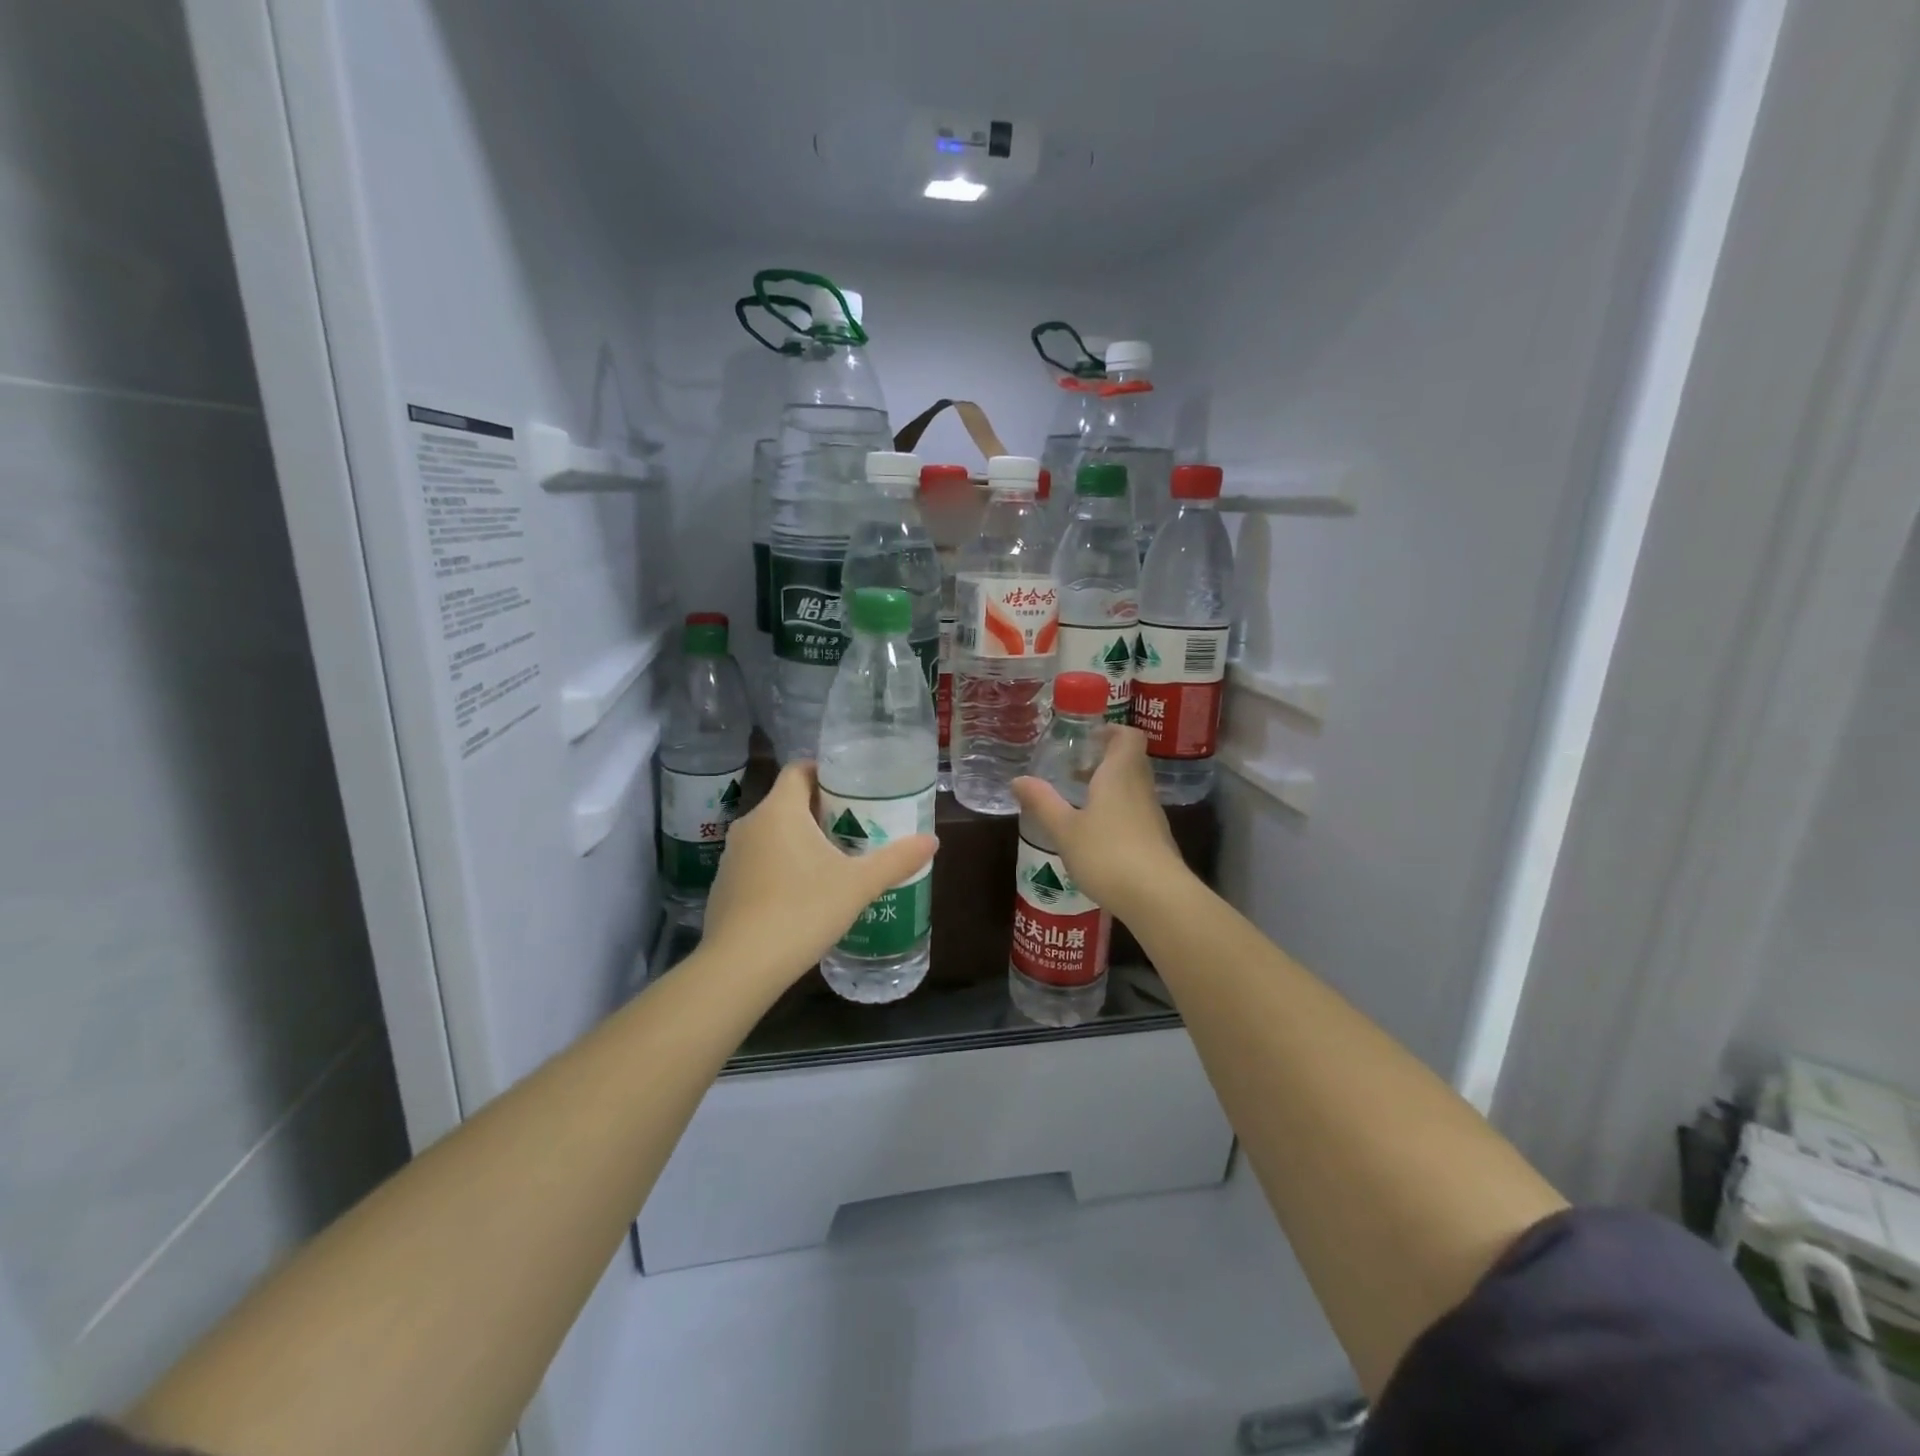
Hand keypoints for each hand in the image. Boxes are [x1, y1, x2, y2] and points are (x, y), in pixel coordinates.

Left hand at [700, 762, 937, 987]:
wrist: (739, 967)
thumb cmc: (802, 911)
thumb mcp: (858, 885)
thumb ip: (896, 860)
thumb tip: (932, 840)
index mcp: (780, 811)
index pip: (799, 769)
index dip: (825, 772)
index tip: (852, 787)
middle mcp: (750, 825)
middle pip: (787, 802)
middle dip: (820, 810)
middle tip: (854, 827)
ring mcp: (732, 856)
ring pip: (772, 834)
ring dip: (799, 841)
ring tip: (832, 862)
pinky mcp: (723, 886)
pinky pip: (757, 862)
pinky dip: (779, 867)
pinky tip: (800, 896)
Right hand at [1011, 727, 1187, 915]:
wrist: (1156, 897)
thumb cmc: (1106, 853)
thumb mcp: (1064, 829)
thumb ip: (1042, 802)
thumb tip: (1017, 779)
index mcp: (1120, 774)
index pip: (1128, 736)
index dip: (1111, 731)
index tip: (1089, 738)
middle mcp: (1140, 788)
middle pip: (1130, 761)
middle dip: (1105, 761)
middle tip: (1076, 770)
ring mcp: (1152, 815)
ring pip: (1133, 788)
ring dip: (1110, 788)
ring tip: (1081, 801)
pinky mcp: (1156, 840)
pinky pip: (1136, 813)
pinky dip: (1117, 813)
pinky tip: (1096, 834)